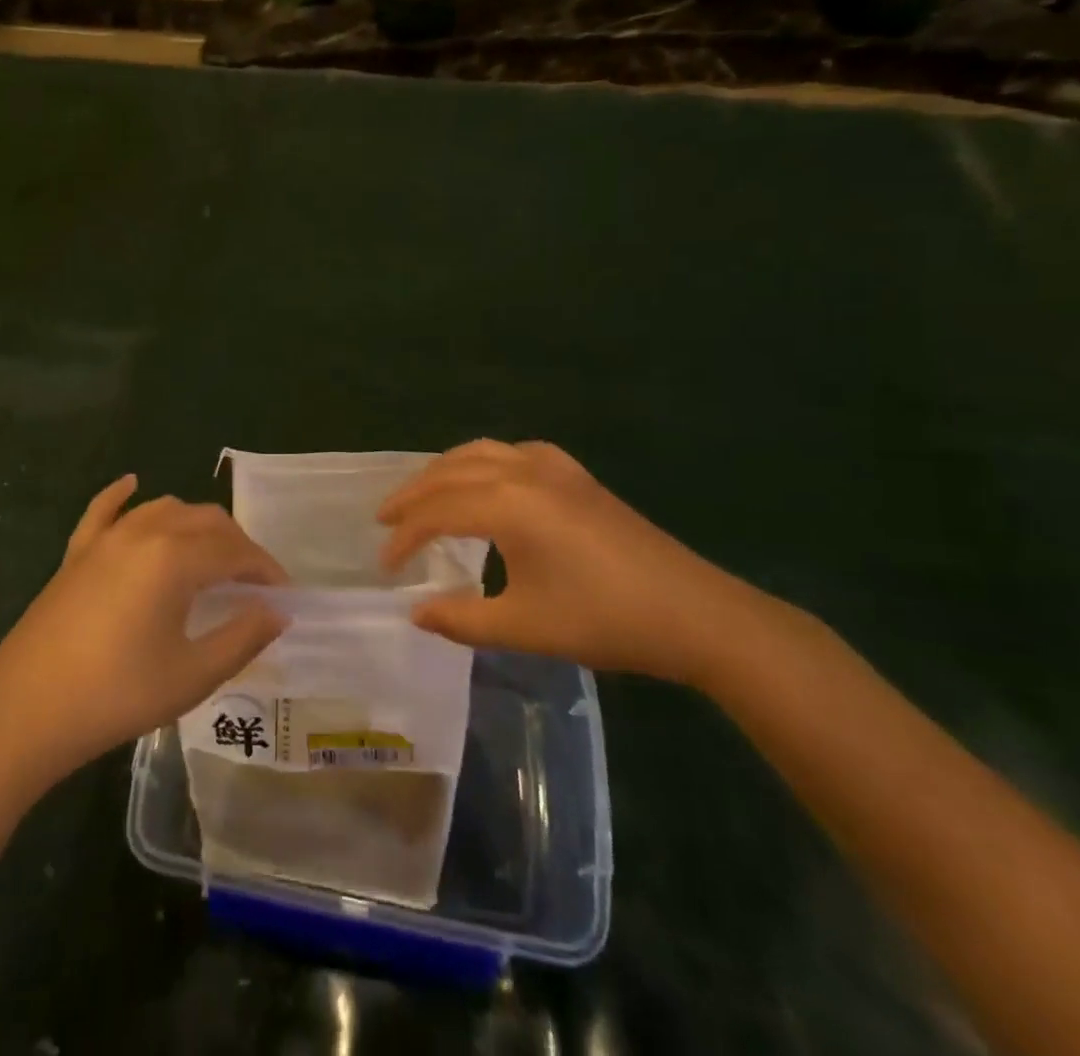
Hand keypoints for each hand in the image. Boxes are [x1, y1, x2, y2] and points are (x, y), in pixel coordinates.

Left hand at [0, 476, 288, 788]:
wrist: (24, 713)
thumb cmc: (116, 696)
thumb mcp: (192, 675)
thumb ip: (242, 637)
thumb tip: (277, 612)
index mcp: (175, 558)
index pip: (236, 552)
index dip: (265, 570)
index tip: (283, 595)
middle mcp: (144, 533)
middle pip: (205, 521)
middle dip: (237, 545)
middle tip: (252, 582)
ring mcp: (105, 539)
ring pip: (163, 509)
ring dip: (195, 524)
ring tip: (211, 555)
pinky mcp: (76, 553)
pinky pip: (104, 510)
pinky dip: (122, 495)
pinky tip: (132, 485)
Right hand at [378, 440, 757, 684]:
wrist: (693, 613)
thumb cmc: (604, 620)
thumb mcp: (524, 627)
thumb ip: (461, 619)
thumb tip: (417, 612)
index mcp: (507, 504)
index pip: (437, 512)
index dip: (404, 538)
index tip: (385, 568)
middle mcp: (523, 471)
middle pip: (450, 472)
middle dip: (413, 495)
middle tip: (385, 519)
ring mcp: (553, 467)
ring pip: (480, 452)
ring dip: (444, 471)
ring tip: (422, 495)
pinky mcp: (576, 475)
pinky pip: (514, 452)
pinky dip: (483, 462)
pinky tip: (488, 481)